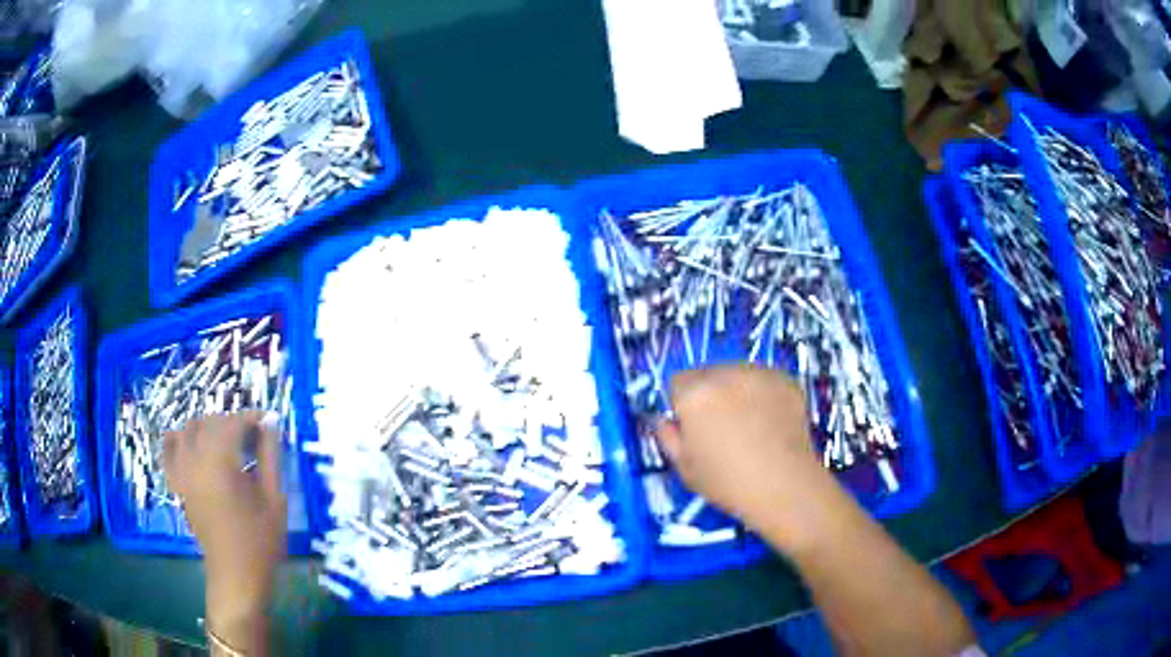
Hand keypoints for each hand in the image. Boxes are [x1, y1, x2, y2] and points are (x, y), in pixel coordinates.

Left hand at [164, 411, 285, 647]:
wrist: (236, 575)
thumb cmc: (260, 540)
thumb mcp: (274, 498)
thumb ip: (270, 456)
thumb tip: (269, 423)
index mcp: (220, 463)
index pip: (233, 422)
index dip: (251, 417)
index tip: (268, 422)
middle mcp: (195, 460)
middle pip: (210, 422)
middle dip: (232, 422)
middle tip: (254, 437)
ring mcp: (182, 471)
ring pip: (189, 429)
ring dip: (208, 427)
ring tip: (226, 443)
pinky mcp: (177, 483)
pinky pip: (170, 449)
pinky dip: (179, 439)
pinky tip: (192, 445)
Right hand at [656, 365, 845, 552]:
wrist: (785, 485)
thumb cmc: (729, 483)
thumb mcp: (685, 469)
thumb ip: (668, 437)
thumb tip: (666, 421)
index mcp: (694, 394)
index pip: (676, 382)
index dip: (682, 405)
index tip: (692, 427)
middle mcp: (725, 374)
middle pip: (706, 374)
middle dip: (708, 394)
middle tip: (720, 427)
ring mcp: (759, 374)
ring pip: (736, 374)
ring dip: (735, 391)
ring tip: (748, 425)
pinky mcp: (785, 380)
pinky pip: (764, 381)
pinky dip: (762, 395)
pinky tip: (769, 422)